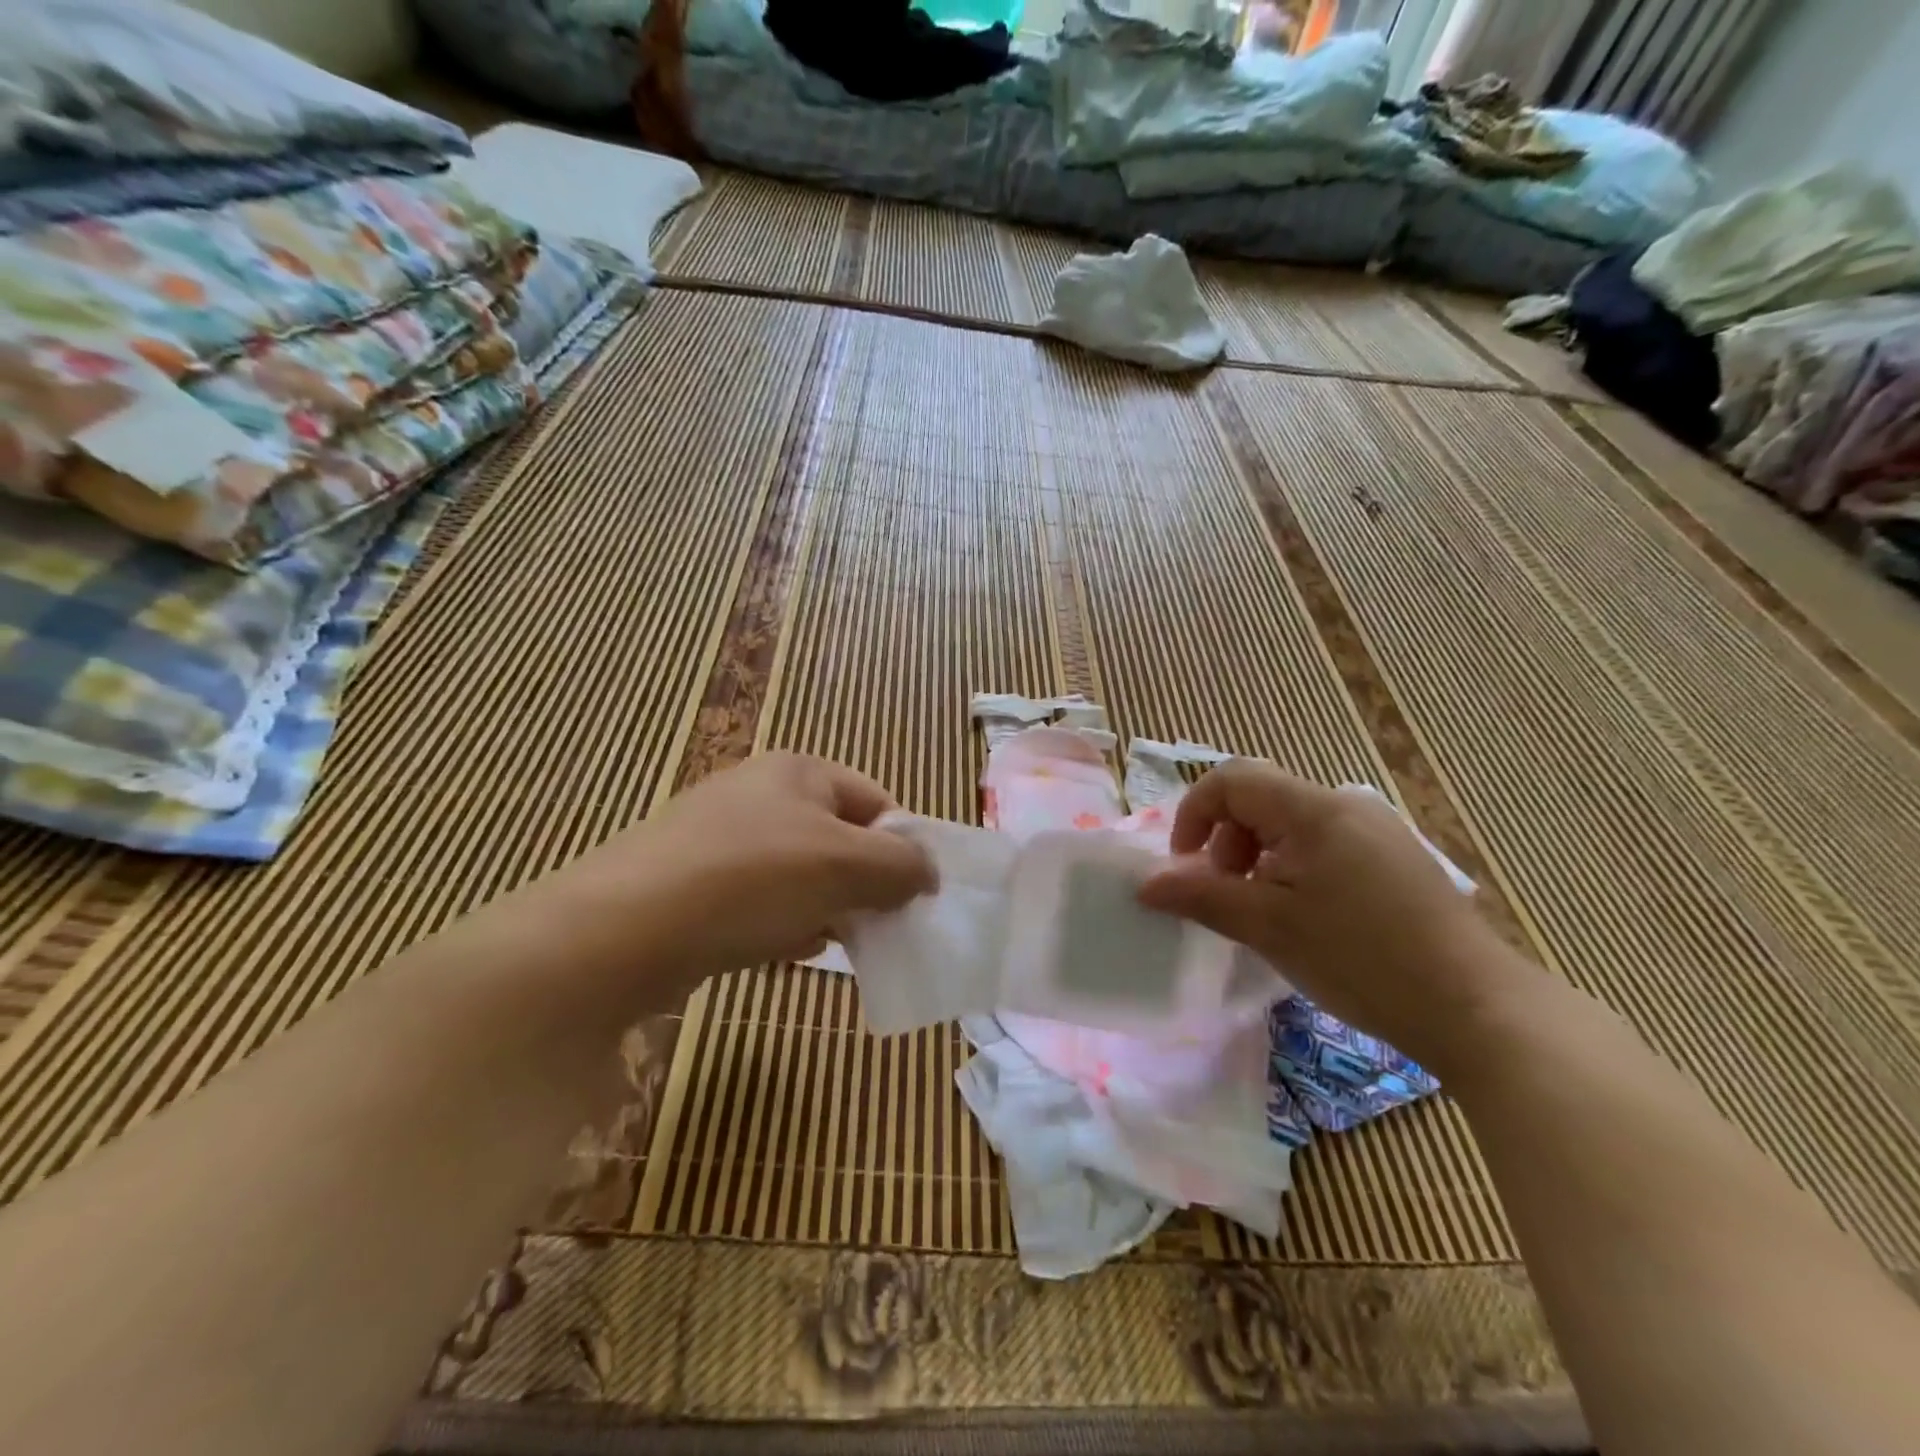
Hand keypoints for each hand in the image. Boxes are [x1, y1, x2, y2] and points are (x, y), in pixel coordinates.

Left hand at [572, 753, 936, 995]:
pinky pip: (758, 899)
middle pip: (837, 838)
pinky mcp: (693, 880)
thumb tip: (927, 873)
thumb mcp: (843, 866)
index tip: (914, 895)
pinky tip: (783, 950)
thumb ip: (899, 865)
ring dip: (824, 907)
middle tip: (877, 925)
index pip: (875, 800)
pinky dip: (780, 922)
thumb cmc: (751, 880)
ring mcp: (720, 837)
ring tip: (832, 942)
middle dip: (862, 883)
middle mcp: (759, 793)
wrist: (622, 929)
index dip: (902, 845)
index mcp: (799, 771)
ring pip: (799, 873)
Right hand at [1136, 760, 1530, 1073]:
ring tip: (1264, 912)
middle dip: (1225, 841)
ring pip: (1292, 824)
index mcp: (1313, 810)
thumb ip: (1201, 896)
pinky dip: (1295, 869)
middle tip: (1226, 896)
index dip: (1194, 814)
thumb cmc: (1360, 960)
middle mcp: (1346, 805)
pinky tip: (1308, 919)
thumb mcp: (1268, 927)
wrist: (1477, 1010)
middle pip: (1261, 799)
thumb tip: (1145, 883)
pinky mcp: (1398, 860)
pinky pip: (1326, 845)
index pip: (1232, 779)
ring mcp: (1378, 831)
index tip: (1186, 868)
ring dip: (1258, 857)